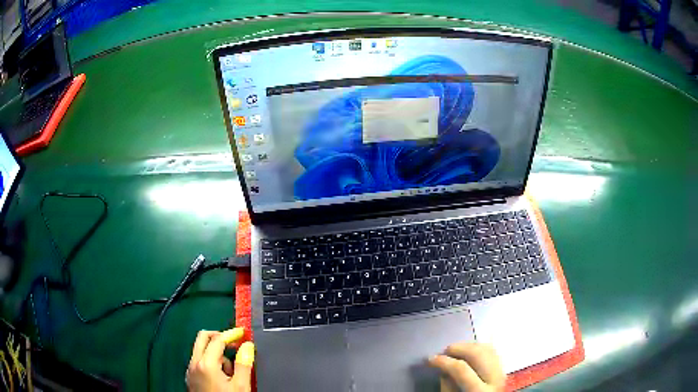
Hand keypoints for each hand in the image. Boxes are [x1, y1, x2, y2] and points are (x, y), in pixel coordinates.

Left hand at [186, 328, 254, 391]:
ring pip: (200, 350)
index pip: (217, 340)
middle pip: (202, 338)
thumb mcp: (241, 386)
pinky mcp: (190, 378)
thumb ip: (244, 364)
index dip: (231, 334)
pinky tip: (221, 376)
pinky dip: (209, 361)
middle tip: (234, 343)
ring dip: (215, 352)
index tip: (242, 332)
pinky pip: (198, 361)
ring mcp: (190, 370)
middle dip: (219, 336)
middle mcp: (194, 363)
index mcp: (206, 363)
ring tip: (231, 370)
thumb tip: (247, 346)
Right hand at [429, 342, 504, 391]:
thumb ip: (447, 386)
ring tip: (454, 351)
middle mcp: (495, 379)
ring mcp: (501, 373)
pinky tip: (467, 352)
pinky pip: (492, 352)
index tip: (429, 359)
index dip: (444, 361)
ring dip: (468, 346)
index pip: (461, 369)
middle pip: (478, 354)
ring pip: (487, 349)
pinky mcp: (502, 370)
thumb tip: (443, 368)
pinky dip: (479, 349)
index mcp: (480, 391)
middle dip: (458, 349)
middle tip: (443, 352)